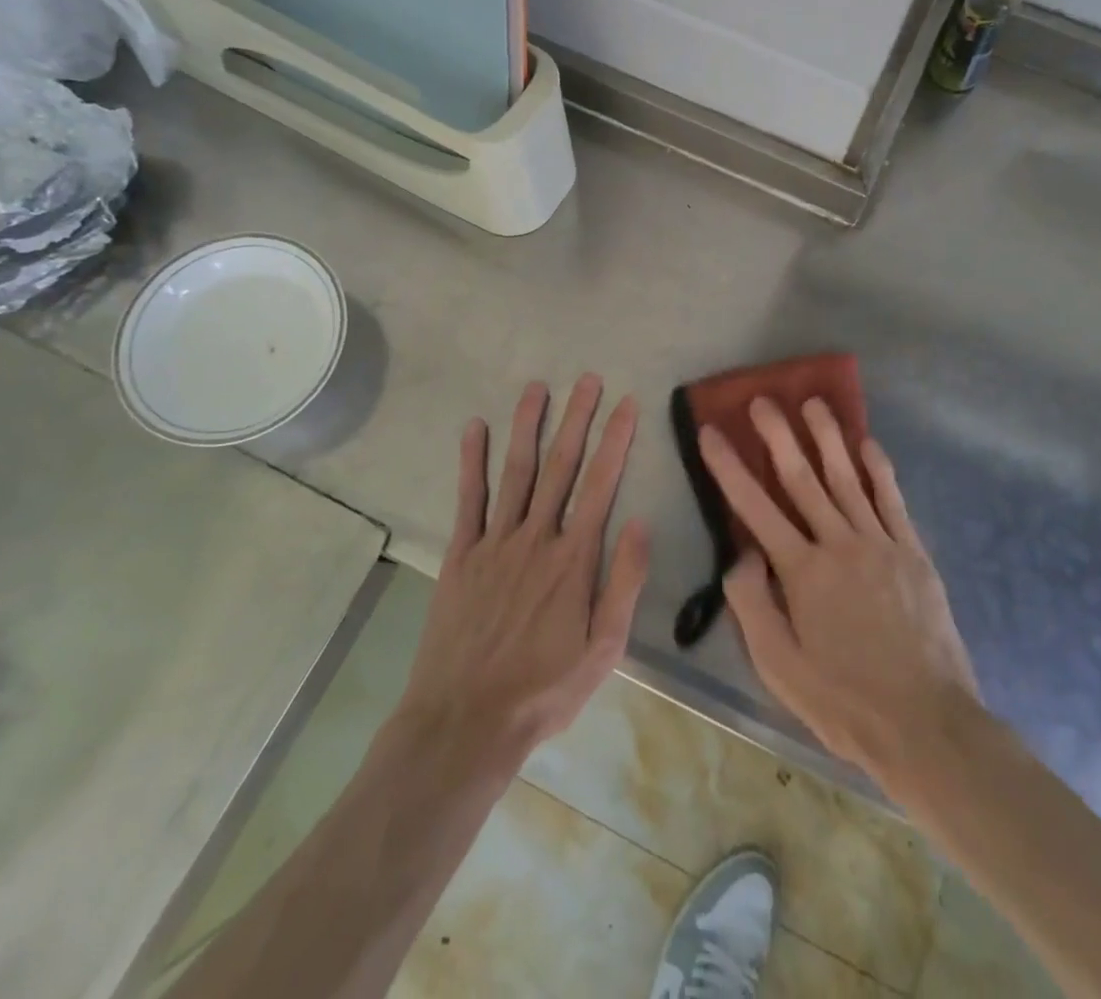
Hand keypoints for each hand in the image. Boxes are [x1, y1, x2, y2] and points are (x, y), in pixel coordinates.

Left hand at [394, 377, 650, 771]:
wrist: (465, 722)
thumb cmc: (544, 688)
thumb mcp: (604, 649)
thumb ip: (624, 583)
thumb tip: (639, 522)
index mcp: (574, 558)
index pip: (601, 484)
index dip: (615, 440)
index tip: (625, 403)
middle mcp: (536, 538)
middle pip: (561, 467)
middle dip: (577, 419)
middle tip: (587, 379)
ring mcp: (494, 543)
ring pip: (516, 472)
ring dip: (528, 427)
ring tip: (537, 387)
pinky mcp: (461, 555)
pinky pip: (468, 500)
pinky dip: (471, 462)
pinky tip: (474, 429)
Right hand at [699, 398, 978, 792]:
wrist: (927, 724)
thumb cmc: (844, 700)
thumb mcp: (779, 666)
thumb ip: (751, 604)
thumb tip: (741, 552)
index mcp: (802, 572)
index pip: (755, 507)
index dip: (729, 467)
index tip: (711, 432)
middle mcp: (840, 544)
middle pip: (802, 479)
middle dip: (778, 436)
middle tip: (762, 400)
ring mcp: (880, 544)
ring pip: (848, 478)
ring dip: (827, 437)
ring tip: (812, 402)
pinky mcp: (913, 552)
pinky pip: (892, 500)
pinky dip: (879, 469)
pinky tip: (868, 443)